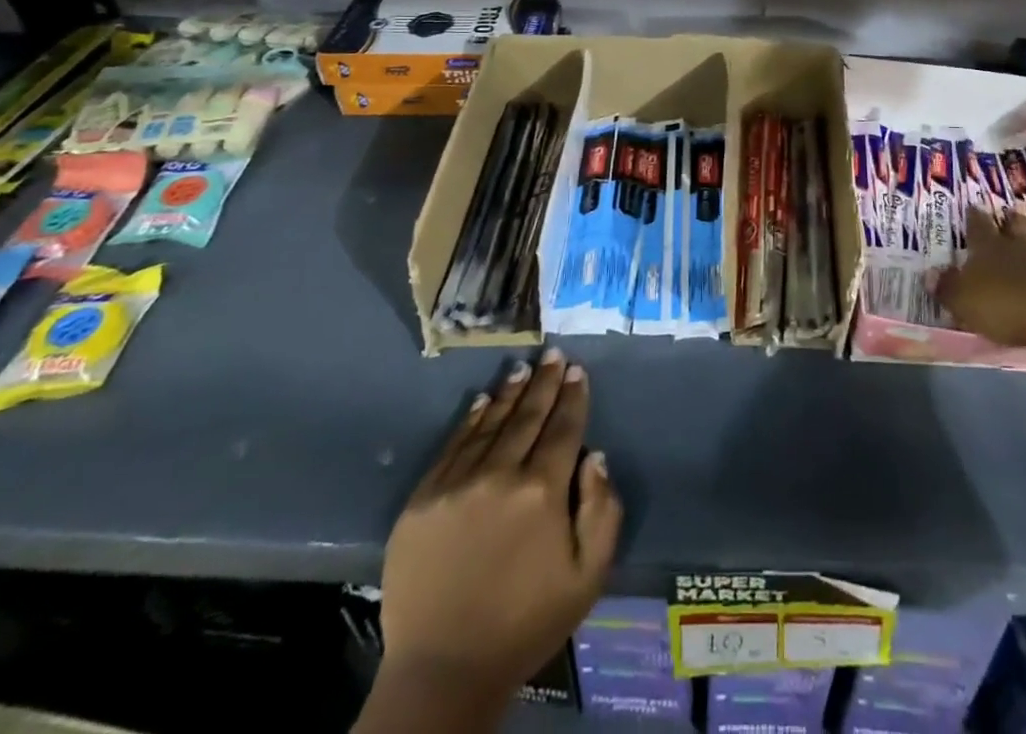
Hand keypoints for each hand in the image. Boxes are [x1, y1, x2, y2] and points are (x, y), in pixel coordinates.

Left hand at [378, 349, 622, 701]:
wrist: (443, 670)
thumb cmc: (526, 623)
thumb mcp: (587, 577)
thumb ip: (602, 511)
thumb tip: (593, 456)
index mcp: (542, 492)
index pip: (563, 429)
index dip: (573, 397)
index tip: (577, 370)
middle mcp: (500, 475)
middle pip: (528, 417)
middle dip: (544, 383)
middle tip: (552, 354)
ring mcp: (456, 484)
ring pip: (490, 424)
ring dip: (509, 393)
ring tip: (522, 368)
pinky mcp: (422, 499)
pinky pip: (452, 447)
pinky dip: (470, 420)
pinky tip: (481, 401)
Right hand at [935, 209, 1025, 348]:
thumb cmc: (1004, 306)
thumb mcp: (964, 301)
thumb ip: (947, 287)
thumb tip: (929, 274)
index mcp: (989, 248)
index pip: (978, 225)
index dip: (974, 217)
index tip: (972, 206)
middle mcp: (1019, 246)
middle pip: (1015, 225)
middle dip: (1010, 219)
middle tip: (1008, 213)